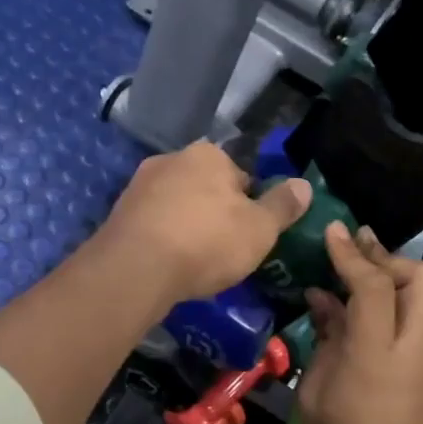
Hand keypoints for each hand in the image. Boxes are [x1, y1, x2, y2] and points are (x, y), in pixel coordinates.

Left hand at [95, 142, 309, 308]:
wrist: (136, 268)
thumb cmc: (207, 242)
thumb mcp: (260, 228)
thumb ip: (283, 205)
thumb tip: (304, 185)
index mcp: (208, 155)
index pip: (240, 176)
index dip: (249, 206)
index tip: (249, 234)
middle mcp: (171, 159)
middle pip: (205, 187)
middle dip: (214, 212)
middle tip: (223, 249)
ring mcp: (139, 184)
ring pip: (176, 204)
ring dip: (186, 224)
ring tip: (193, 260)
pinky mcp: (118, 212)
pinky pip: (152, 223)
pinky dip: (162, 237)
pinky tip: (167, 263)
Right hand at [296, 224, 422, 423]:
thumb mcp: (314, 394)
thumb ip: (324, 342)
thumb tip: (325, 305)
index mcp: (378, 351)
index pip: (373, 285)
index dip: (352, 255)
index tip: (333, 232)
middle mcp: (412, 345)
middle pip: (422, 278)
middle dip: (389, 256)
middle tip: (358, 246)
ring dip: (392, 279)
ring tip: (353, 273)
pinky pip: (413, 323)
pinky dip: (389, 308)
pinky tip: (355, 315)